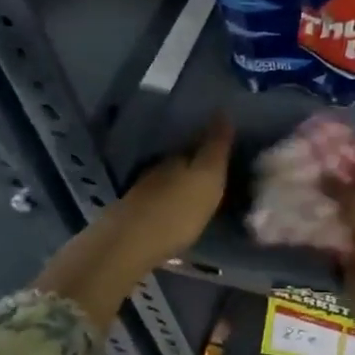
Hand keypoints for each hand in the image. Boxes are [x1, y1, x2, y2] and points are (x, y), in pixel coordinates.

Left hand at [112, 115, 233, 268]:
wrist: (130, 244)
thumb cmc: (178, 210)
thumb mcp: (207, 177)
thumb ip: (216, 147)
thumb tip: (223, 110)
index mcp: (178, 158)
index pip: (195, 143)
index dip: (210, 144)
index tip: (224, 145)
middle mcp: (158, 169)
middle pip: (180, 161)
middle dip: (194, 163)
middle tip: (213, 171)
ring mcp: (142, 192)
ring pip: (166, 181)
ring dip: (180, 184)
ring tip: (196, 193)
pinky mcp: (133, 215)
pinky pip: (158, 201)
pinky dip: (169, 202)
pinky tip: (176, 211)